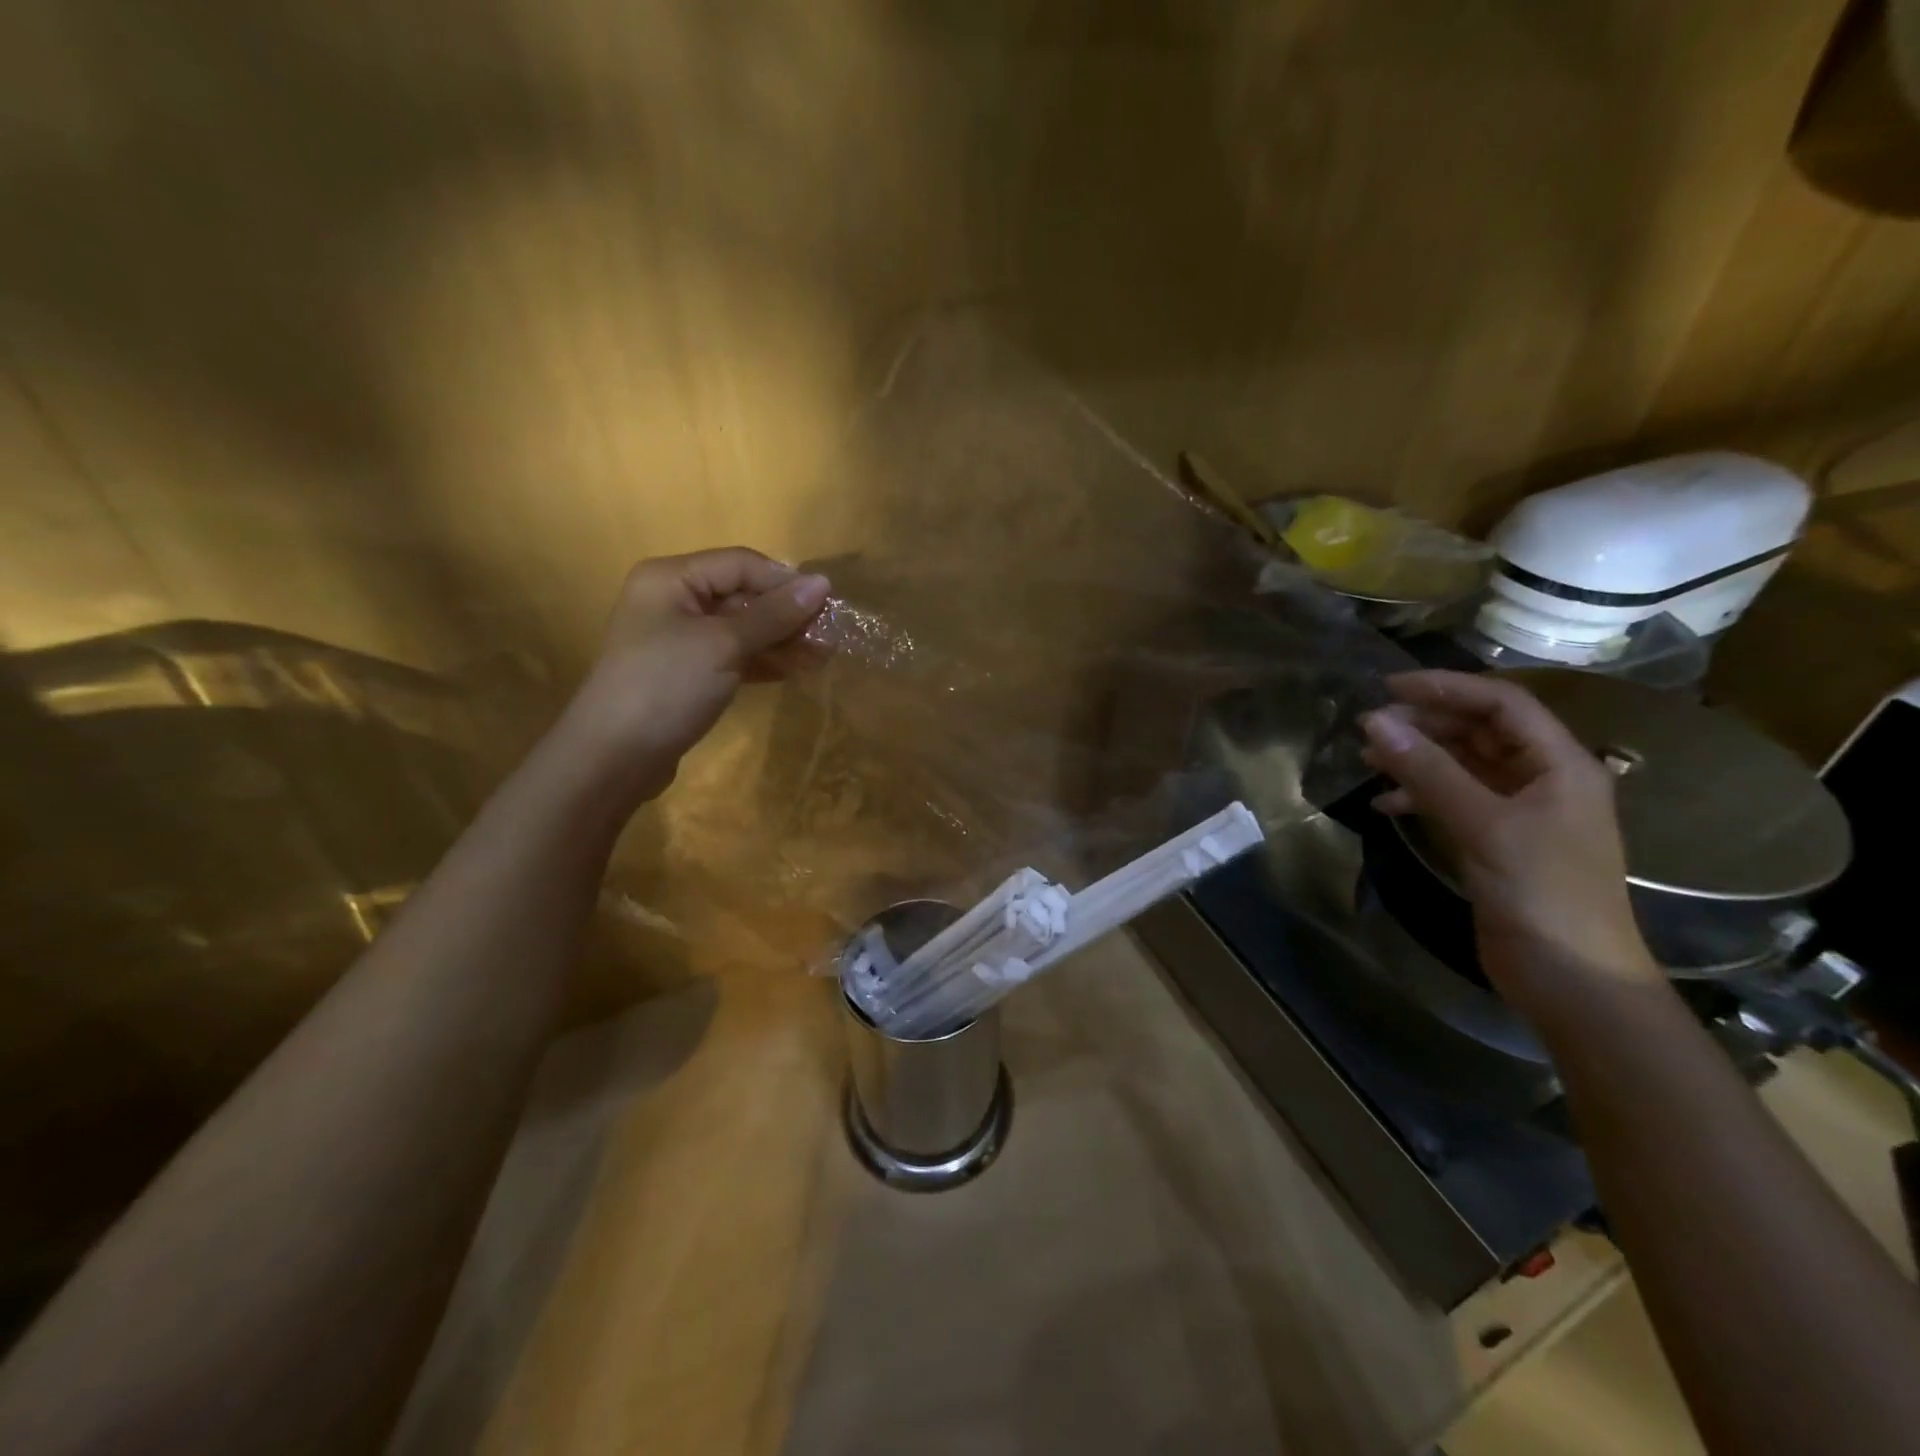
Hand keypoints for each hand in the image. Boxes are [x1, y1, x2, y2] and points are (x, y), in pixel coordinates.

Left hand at [561, 548, 830, 805]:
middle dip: (787, 615)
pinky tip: (797, 671)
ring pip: (742, 629)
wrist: (614, 757)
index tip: (828, 605)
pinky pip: (734, 656)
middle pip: (743, 596)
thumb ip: (774, 614)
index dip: (785, 582)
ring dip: (782, 641)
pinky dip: (764, 661)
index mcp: (672, 578)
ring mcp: (680, 639)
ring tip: (823, 657)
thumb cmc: (666, 686)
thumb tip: (823, 582)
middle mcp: (674, 601)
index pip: (741, 564)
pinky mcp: (688, 673)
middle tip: (830, 636)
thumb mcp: (725, 644)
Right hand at [1360, 670, 1661, 1006]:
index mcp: (1561, 765)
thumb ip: (1428, 772)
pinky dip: (1419, 795)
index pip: (1503, 703)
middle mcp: (1543, 780)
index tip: (1388, 689)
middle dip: (1426, 723)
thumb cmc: (1541, 892)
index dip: (1447, 688)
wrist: (1571, 978)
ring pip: (1463, 765)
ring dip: (1418, 758)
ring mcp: (1519, 813)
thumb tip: (1374, 722)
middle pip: (1481, 731)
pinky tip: (1385, 804)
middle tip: (1371, 727)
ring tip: (1368, 758)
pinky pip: (1453, 800)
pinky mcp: (1497, 842)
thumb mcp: (1484, 825)